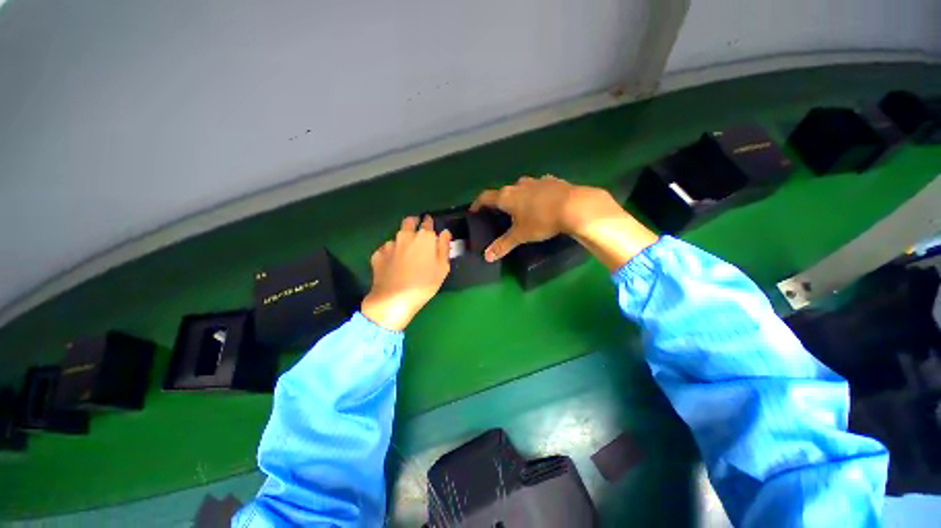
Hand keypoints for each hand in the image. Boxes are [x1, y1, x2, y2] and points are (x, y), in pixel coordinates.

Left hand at [361, 216, 451, 330]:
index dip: (429, 222)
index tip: (430, 223)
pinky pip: (386, 250)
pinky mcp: (378, 254)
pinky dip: (391, 254)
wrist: (394, 299)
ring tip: (405, 254)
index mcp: (424, 237)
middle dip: (414, 223)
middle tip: (417, 232)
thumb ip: (444, 247)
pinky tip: (393, 265)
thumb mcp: (443, 267)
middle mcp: (406, 235)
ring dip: (402, 240)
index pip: (428, 222)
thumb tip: (445, 232)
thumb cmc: (425, 283)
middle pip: (409, 222)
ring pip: (397, 236)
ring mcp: (390, 244)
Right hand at [471, 175, 657, 269]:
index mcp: (507, 196)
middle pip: (504, 192)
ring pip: (522, 187)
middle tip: (501, 213)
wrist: (574, 206)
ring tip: (522, 208)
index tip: (474, 210)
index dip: (478, 203)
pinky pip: (539, 186)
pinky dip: (536, 193)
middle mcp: (519, 185)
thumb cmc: (541, 220)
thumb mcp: (520, 235)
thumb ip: (502, 245)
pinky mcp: (552, 181)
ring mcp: (536, 181)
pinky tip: (542, 202)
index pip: (486, 197)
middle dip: (501, 201)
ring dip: (519, 196)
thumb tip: (486, 257)